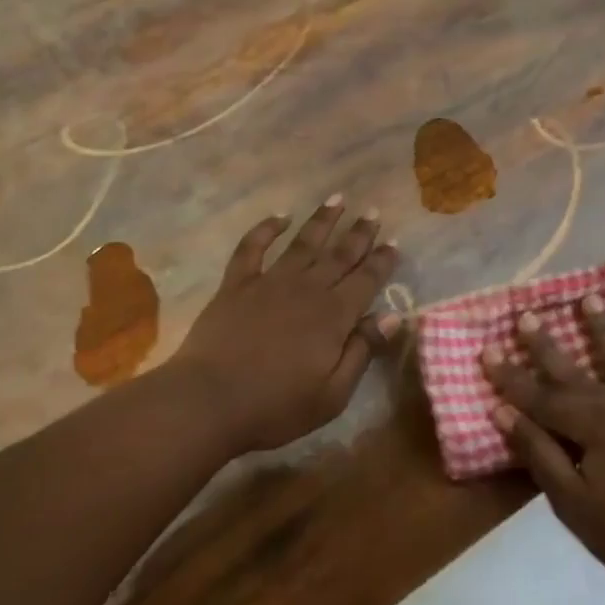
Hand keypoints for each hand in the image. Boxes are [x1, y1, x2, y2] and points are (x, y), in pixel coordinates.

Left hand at [171, 197, 399, 454]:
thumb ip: (362, 351)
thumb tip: (392, 316)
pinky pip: (252, 248)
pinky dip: (266, 229)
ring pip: (303, 243)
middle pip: (339, 255)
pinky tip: (278, 216)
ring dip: (322, 220)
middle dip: (359, 233)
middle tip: (373, 211)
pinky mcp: (237, 284)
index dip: (382, 260)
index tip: (394, 242)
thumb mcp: (332, 394)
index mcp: (333, 316)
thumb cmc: (276, 406)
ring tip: (337, 199)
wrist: (209, 400)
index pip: (366, 280)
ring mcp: (269, 282)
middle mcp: (307, 289)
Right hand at [483, 297, 604, 600]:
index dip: (510, 376)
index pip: (539, 396)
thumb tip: (503, 412)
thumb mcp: (572, 503)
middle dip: (545, 344)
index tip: (486, 351)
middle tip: (526, 315)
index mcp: (592, 424)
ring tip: (588, 298)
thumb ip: (539, 453)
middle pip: (574, 369)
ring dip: (602, 327)